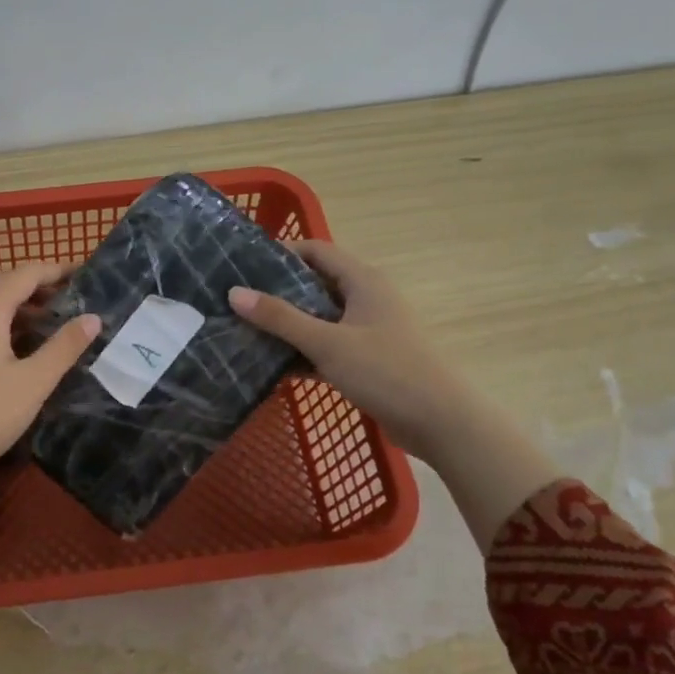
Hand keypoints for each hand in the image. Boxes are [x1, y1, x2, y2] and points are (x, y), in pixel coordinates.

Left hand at [0, 264, 100, 546]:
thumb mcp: (33, 383)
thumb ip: (64, 347)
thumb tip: (93, 317)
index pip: (27, 273)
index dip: (57, 271)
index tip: (85, 275)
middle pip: (3, 279)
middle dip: (37, 284)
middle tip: (70, 301)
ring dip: (16, 301)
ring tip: (48, 322)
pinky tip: (14, 344)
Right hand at [227, 240, 465, 460]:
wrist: (440, 421)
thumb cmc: (386, 371)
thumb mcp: (327, 343)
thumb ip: (280, 318)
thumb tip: (234, 293)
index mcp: (363, 281)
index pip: (316, 251)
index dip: (281, 253)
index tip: (243, 264)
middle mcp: (366, 298)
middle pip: (315, 284)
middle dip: (277, 291)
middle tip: (237, 299)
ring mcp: (367, 330)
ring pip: (319, 318)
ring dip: (287, 324)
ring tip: (244, 329)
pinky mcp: (367, 359)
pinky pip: (326, 345)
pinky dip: (302, 350)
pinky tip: (271, 363)